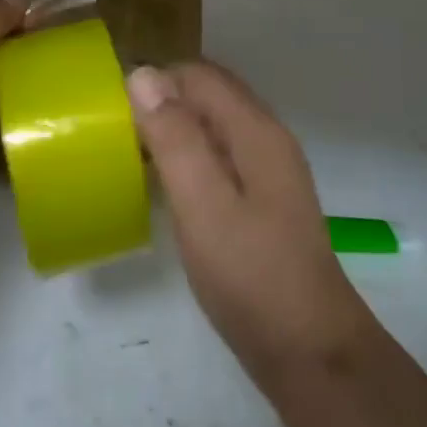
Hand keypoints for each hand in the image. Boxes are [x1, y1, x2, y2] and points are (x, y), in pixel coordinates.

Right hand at [128, 62, 372, 383]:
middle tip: (120, 131)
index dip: (156, 81)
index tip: (115, 109)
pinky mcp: (264, 200)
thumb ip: (175, 138)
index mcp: (256, 130)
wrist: (311, 352)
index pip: (200, 76)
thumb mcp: (203, 204)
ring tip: (134, 154)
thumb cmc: (251, 275)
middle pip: (210, 94)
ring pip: (215, 125)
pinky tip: (168, 185)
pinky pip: (221, 154)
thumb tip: (143, 74)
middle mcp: (267, 138)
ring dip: (176, 128)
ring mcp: (270, 170)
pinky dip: (191, 155)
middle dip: (164, 100)